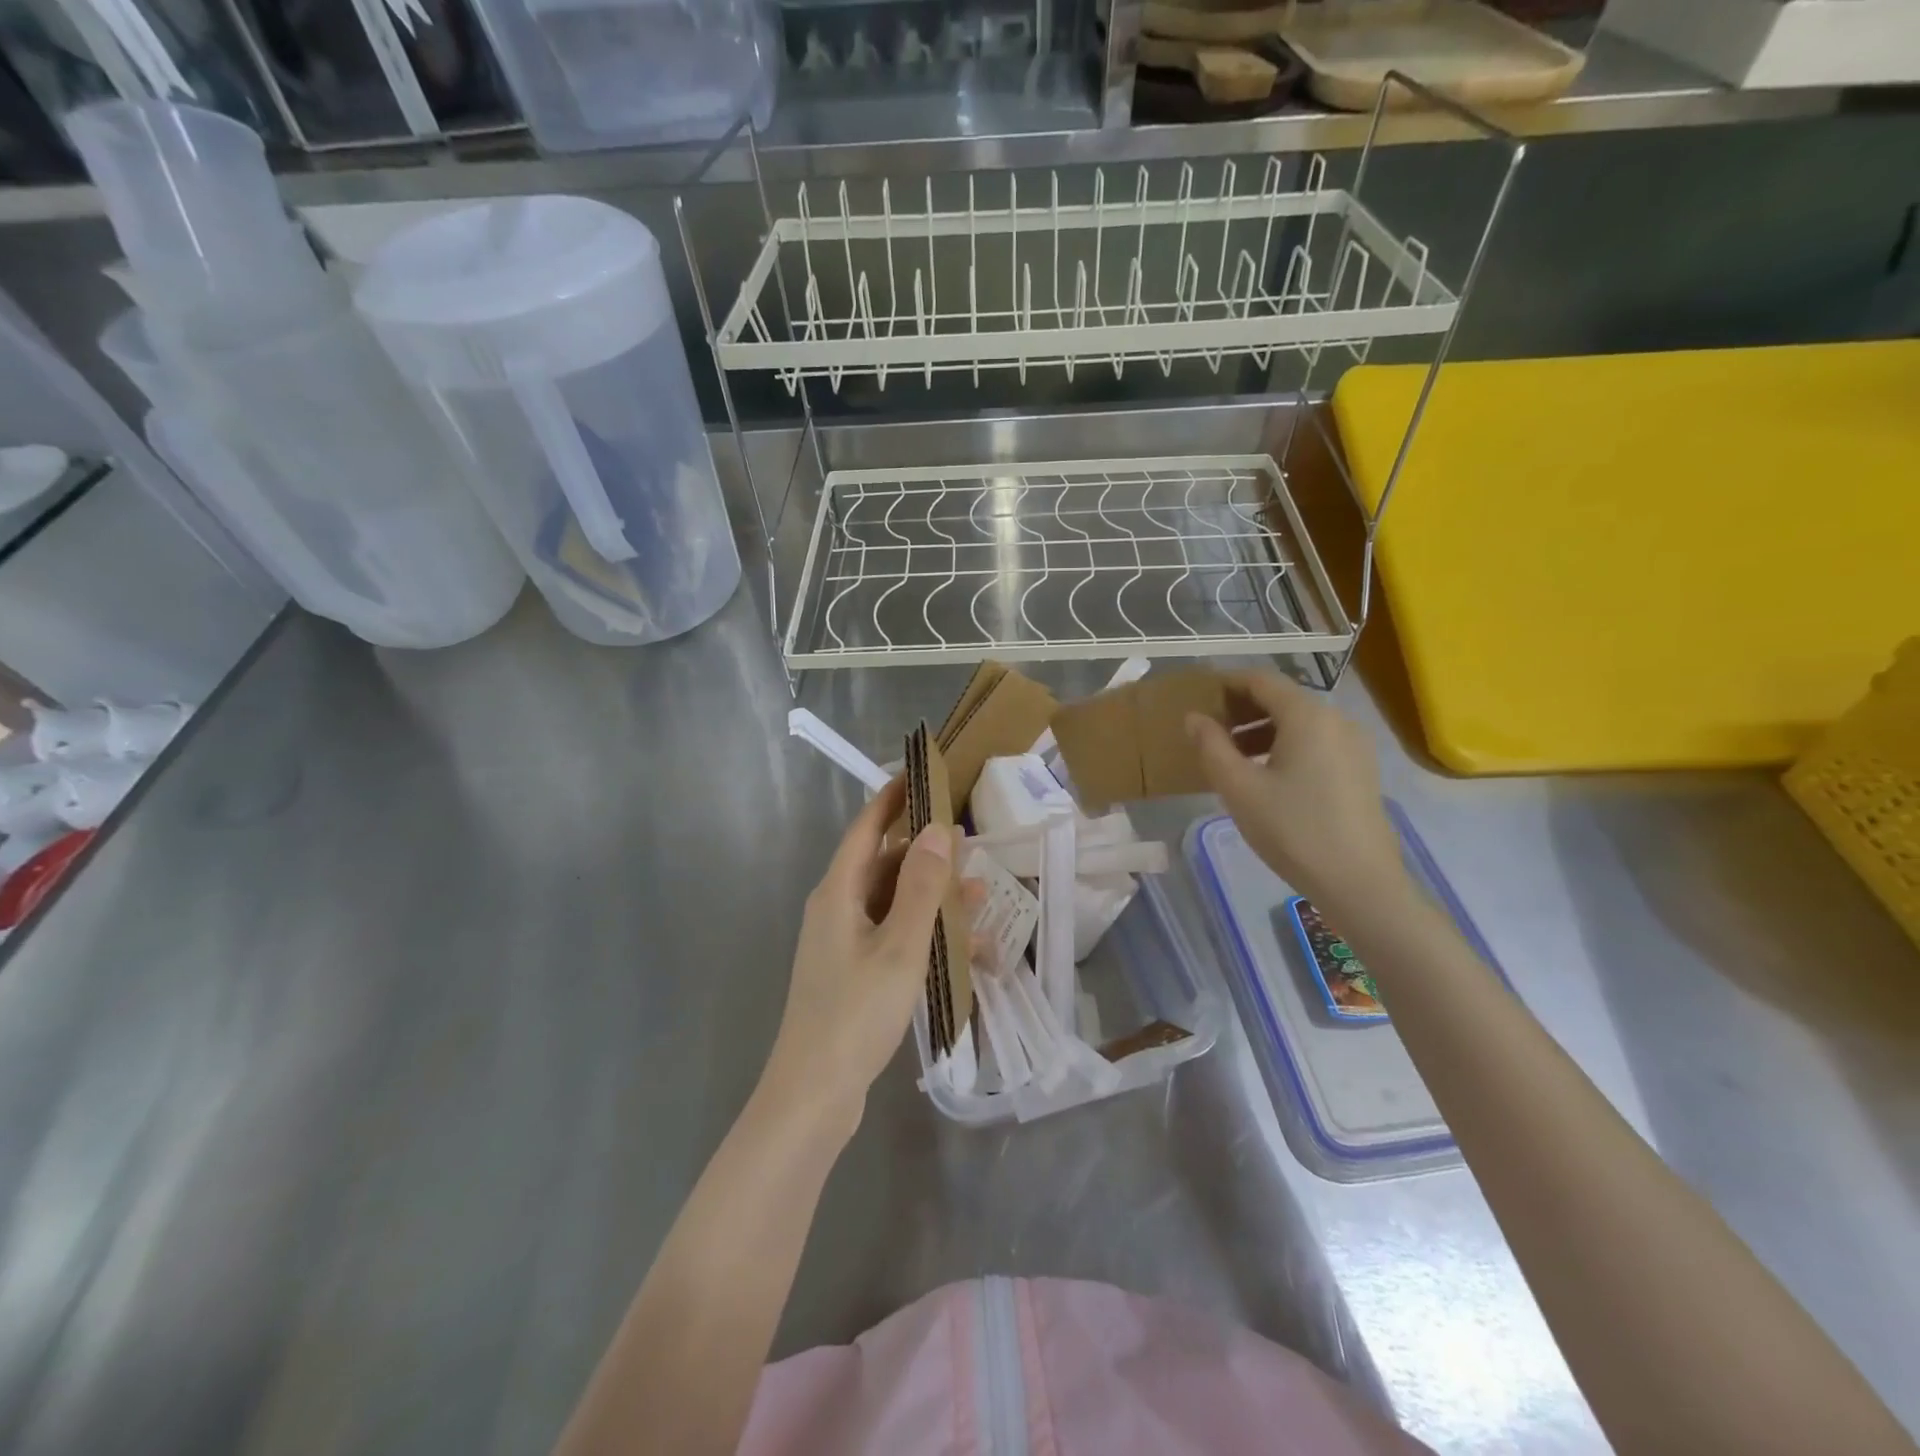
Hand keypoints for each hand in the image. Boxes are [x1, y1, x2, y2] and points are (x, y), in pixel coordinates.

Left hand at [761, 778, 955, 1138]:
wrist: (814, 1094)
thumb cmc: (855, 1012)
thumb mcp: (899, 946)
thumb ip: (922, 887)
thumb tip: (938, 829)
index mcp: (838, 892)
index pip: (866, 828)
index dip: (892, 799)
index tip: (921, 774)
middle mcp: (836, 909)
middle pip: (883, 864)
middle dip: (925, 851)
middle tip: (969, 840)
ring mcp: (843, 942)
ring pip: (893, 902)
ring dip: (932, 895)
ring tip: (979, 891)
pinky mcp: (854, 972)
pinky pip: (893, 935)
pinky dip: (924, 932)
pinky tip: (965, 946)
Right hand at [1185, 671, 1408, 917]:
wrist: (1360, 883)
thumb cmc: (1293, 830)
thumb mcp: (1239, 789)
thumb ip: (1211, 746)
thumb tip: (1194, 717)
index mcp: (1307, 715)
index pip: (1260, 680)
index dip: (1226, 683)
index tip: (1197, 696)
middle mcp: (1335, 719)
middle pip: (1282, 698)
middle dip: (1241, 708)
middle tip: (1207, 729)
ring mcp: (1353, 745)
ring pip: (1298, 721)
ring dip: (1260, 729)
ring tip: (1229, 755)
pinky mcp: (1359, 769)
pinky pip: (1315, 742)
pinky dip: (1284, 745)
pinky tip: (1264, 774)